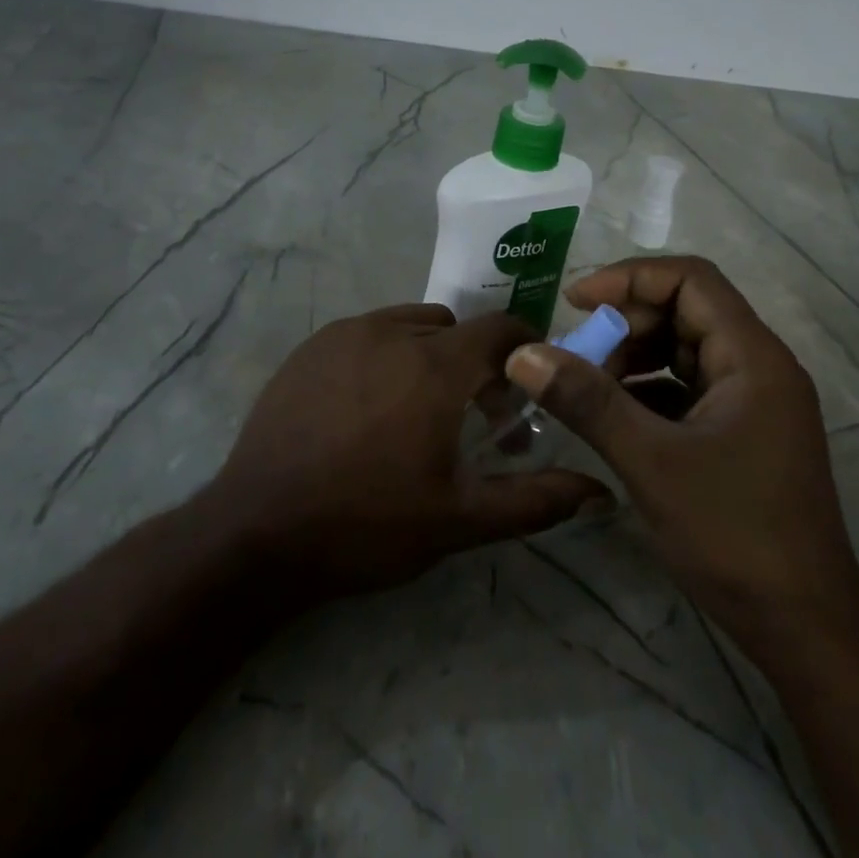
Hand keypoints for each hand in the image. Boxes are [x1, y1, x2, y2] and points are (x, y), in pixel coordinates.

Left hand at [199, 303, 610, 605]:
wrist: (258, 532)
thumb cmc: (368, 525)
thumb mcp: (460, 520)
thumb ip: (535, 500)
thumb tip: (600, 492)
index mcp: (435, 366)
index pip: (500, 329)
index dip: (524, 351)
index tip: (527, 387)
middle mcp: (391, 333)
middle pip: (455, 329)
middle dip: (475, 363)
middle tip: (471, 416)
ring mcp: (343, 336)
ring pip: (409, 325)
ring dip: (429, 354)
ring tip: (417, 409)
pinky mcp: (308, 349)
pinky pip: (365, 334)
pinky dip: (384, 355)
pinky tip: (367, 407)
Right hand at [504, 257, 858, 639]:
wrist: (802, 625)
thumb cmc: (733, 533)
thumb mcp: (650, 461)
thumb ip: (587, 402)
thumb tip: (523, 354)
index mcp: (752, 357)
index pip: (690, 280)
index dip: (628, 279)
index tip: (573, 303)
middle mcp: (758, 368)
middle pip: (685, 313)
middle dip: (624, 327)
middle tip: (574, 358)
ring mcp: (751, 404)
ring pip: (682, 354)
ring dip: (632, 361)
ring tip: (586, 391)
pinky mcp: (740, 435)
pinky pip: (686, 392)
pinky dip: (646, 395)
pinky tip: (611, 420)